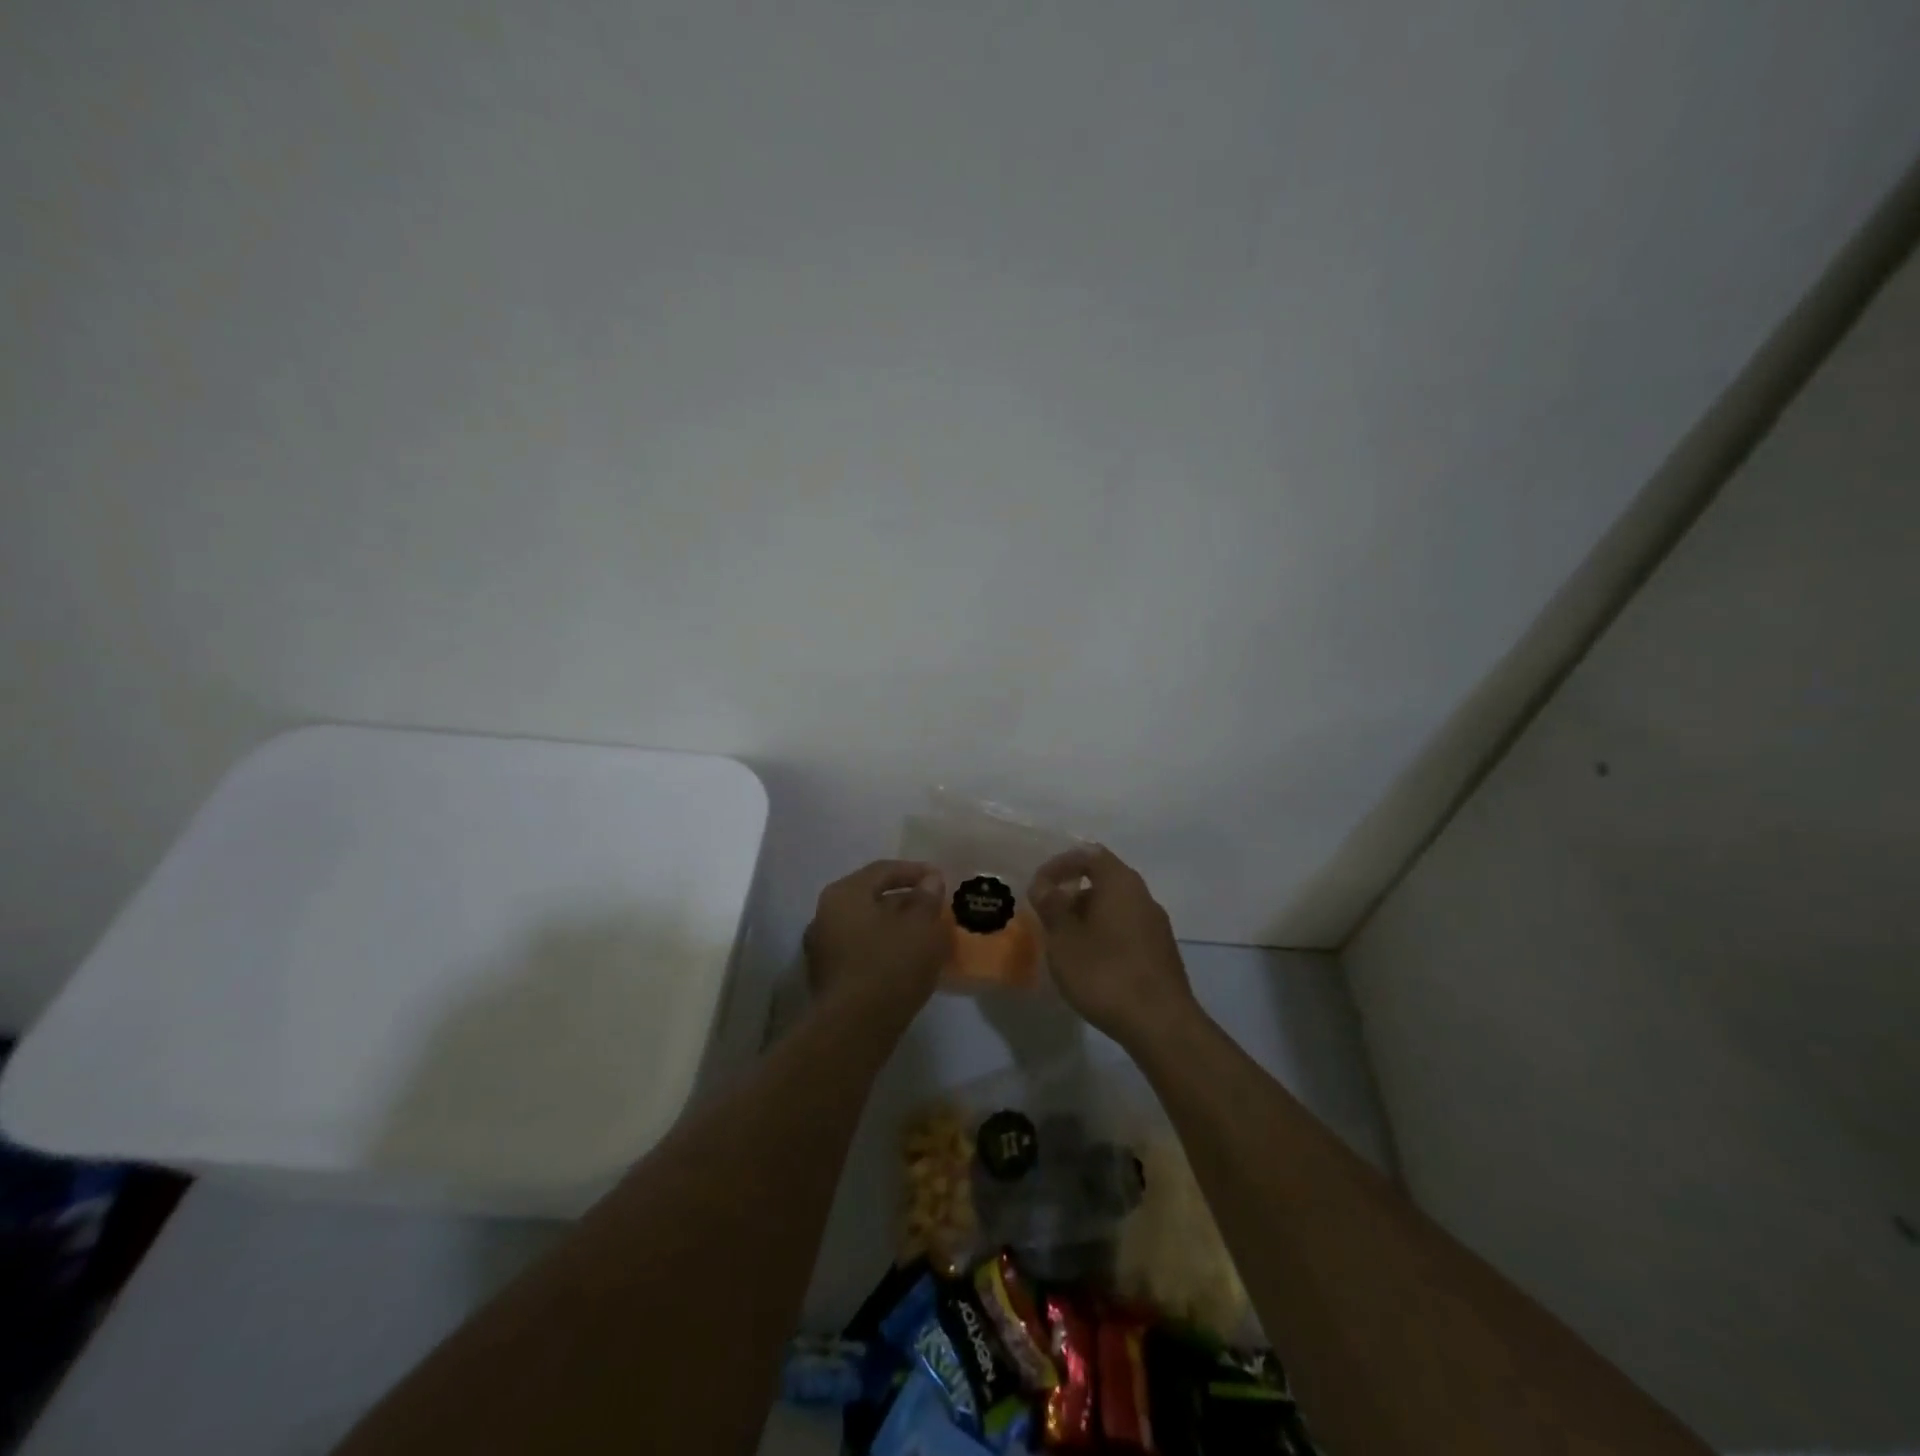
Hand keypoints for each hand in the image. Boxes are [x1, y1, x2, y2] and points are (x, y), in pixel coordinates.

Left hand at [803, 860, 947, 1017]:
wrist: (854, 1029)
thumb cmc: (890, 965)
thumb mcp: (921, 927)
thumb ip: (927, 898)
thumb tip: (930, 880)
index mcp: (844, 893)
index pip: (883, 870)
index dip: (915, 871)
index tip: (940, 879)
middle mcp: (825, 914)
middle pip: (871, 897)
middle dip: (905, 900)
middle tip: (934, 907)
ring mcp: (822, 947)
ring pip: (867, 925)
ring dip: (895, 926)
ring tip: (925, 934)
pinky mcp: (828, 976)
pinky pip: (861, 949)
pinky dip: (884, 947)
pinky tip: (907, 959)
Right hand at [1030, 845, 1195, 1049]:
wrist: (1161, 1025)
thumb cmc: (1105, 973)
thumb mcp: (1064, 938)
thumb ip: (1051, 906)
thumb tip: (1044, 885)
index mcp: (1121, 883)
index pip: (1089, 854)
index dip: (1060, 864)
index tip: (1039, 886)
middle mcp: (1143, 896)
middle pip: (1104, 880)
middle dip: (1072, 893)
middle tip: (1048, 916)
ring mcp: (1156, 926)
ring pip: (1115, 907)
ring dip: (1087, 917)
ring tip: (1064, 943)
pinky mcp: (1161, 953)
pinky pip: (1126, 930)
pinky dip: (1103, 935)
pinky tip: (1090, 963)